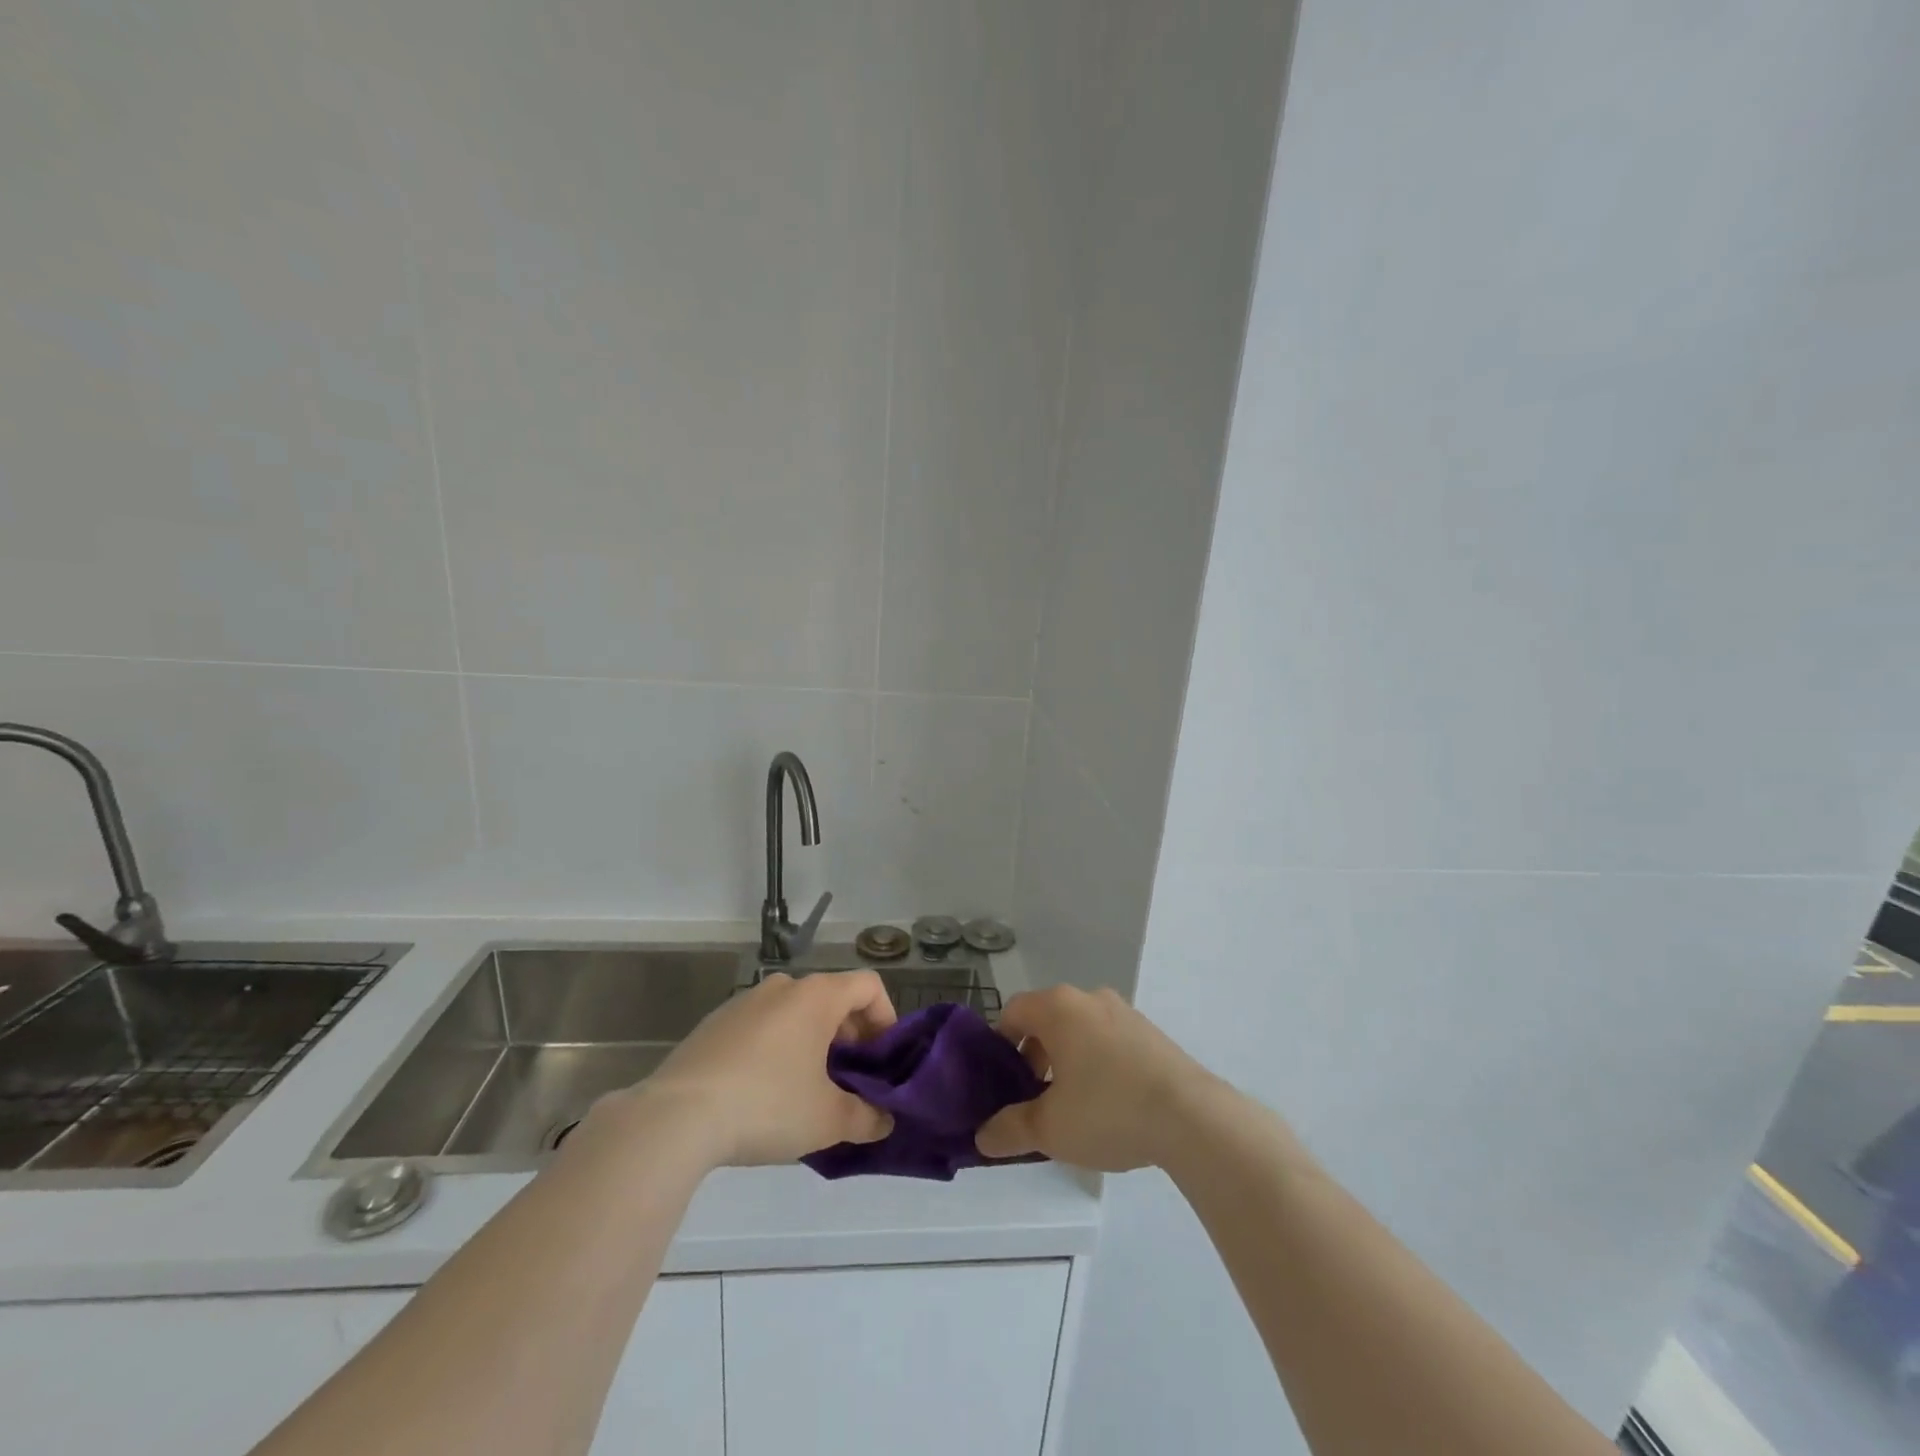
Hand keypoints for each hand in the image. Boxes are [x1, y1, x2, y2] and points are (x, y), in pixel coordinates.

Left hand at [631, 971, 897, 1167]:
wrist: (676, 1116)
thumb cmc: (767, 1105)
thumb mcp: (827, 1120)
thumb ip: (866, 1118)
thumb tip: (885, 1121)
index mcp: (817, 996)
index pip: (869, 986)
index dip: (886, 1018)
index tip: (882, 1060)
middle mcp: (784, 987)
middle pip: (833, 998)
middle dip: (850, 1036)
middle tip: (850, 1080)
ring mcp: (745, 1001)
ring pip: (795, 1012)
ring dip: (812, 1041)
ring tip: (808, 1089)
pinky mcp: (715, 1023)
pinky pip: (762, 1026)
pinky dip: (777, 1047)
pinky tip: (764, 1091)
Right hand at [975, 985, 1218, 1171]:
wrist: (1192, 1117)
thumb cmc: (1108, 1110)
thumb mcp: (1049, 1129)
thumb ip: (1010, 1129)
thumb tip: (983, 1137)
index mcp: (1058, 1008)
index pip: (1013, 1011)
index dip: (1000, 1045)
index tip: (1002, 1082)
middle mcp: (1089, 998)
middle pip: (1047, 1019)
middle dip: (1034, 1056)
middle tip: (1034, 1099)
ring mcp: (1125, 1012)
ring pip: (1080, 1030)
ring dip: (1067, 1060)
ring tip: (1072, 1107)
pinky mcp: (1151, 1033)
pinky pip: (1109, 1040)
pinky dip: (1098, 1063)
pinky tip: (1109, 1104)